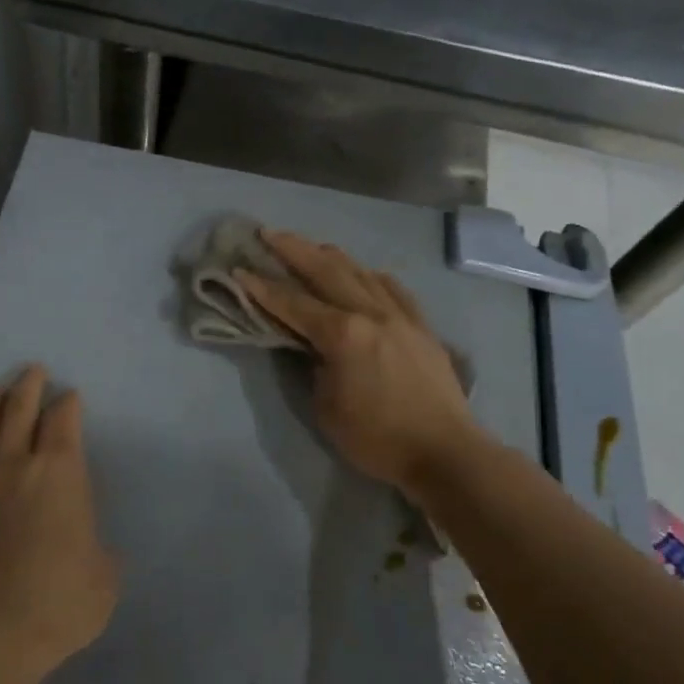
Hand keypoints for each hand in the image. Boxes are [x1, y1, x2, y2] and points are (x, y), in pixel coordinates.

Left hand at [0, 366, 117, 676]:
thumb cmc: (61, 600)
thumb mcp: (104, 576)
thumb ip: (98, 549)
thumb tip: (86, 546)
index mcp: (60, 470)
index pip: (63, 418)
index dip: (68, 403)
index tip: (70, 396)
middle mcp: (16, 463)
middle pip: (19, 408)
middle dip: (28, 385)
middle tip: (33, 370)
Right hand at [236, 230, 478, 495]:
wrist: (444, 451)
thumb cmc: (377, 438)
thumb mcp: (326, 408)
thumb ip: (314, 367)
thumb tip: (313, 346)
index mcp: (343, 334)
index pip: (293, 303)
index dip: (262, 287)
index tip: (239, 269)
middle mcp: (371, 313)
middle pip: (327, 270)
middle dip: (294, 249)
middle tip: (268, 233)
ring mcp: (401, 315)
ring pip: (360, 271)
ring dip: (330, 255)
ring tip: (309, 245)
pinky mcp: (421, 325)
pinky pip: (392, 288)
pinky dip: (370, 275)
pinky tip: (363, 272)